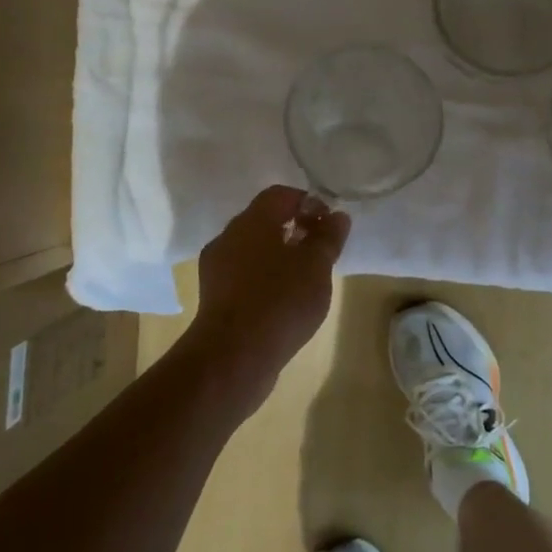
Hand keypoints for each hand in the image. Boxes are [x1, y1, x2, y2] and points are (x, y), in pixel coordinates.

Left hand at [186, 186, 350, 389]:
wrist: (233, 356)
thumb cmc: (280, 301)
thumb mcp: (316, 266)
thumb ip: (328, 237)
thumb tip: (337, 215)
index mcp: (252, 221)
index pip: (280, 195)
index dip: (308, 203)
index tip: (329, 224)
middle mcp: (229, 237)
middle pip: (264, 220)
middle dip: (295, 229)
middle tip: (321, 251)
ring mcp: (217, 268)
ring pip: (253, 249)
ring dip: (280, 255)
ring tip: (306, 279)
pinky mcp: (215, 297)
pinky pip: (245, 275)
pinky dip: (266, 278)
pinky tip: (284, 301)